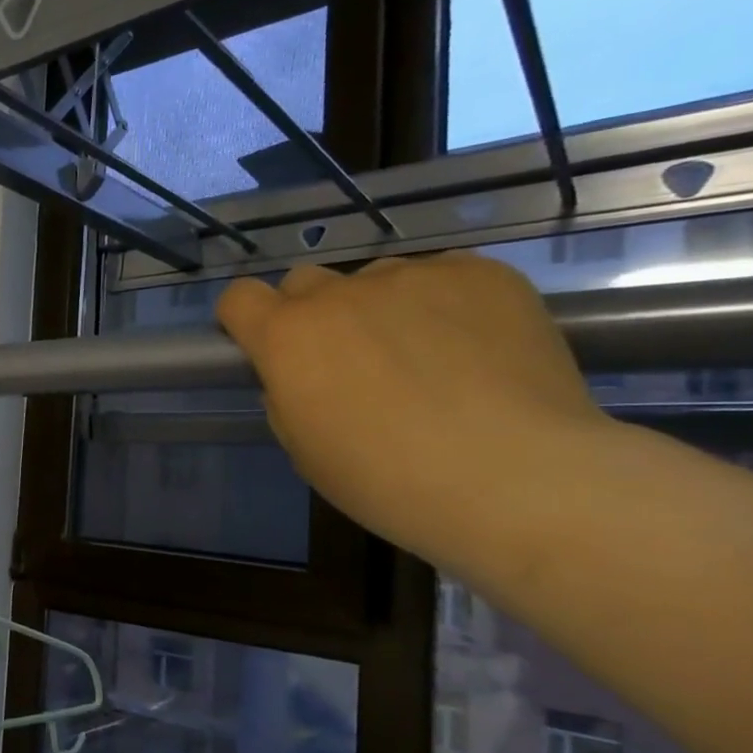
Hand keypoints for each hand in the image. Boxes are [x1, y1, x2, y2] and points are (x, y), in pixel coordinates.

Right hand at [215, 254, 609, 567]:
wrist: (515, 479)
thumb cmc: (386, 480)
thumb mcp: (304, 449)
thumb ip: (287, 395)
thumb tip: (302, 375)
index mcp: (287, 337)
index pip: (238, 297)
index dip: (246, 319)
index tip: (265, 346)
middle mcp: (340, 293)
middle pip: (304, 282)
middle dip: (312, 314)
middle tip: (348, 361)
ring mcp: (413, 275)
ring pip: (377, 280)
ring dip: (382, 309)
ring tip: (427, 359)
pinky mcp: (480, 272)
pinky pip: (442, 277)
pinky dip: (444, 305)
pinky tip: (474, 350)